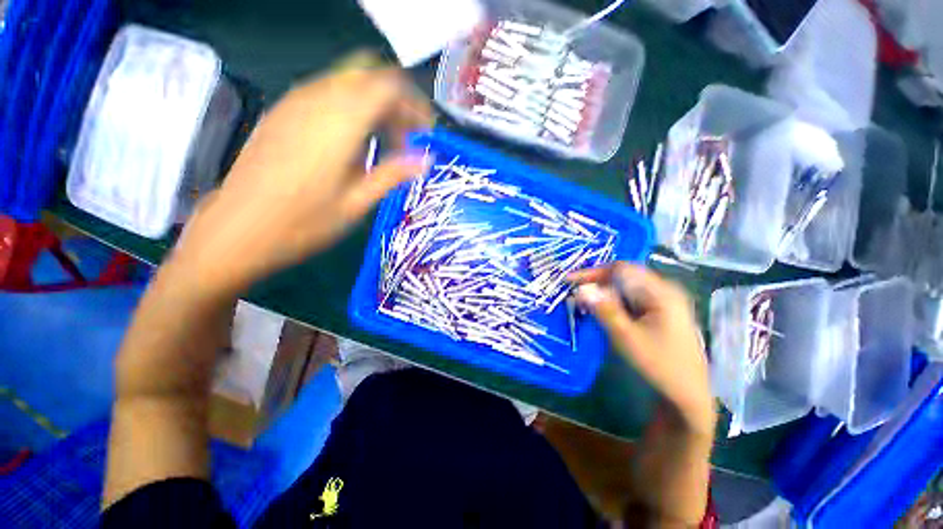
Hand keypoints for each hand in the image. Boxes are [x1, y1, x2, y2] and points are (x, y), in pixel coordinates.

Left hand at [171, 57, 433, 295]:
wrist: (236, 230)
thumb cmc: (303, 223)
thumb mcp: (357, 203)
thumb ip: (393, 174)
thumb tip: (426, 161)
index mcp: (340, 121)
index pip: (388, 85)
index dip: (414, 104)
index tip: (424, 133)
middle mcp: (317, 99)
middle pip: (369, 76)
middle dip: (396, 103)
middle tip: (406, 139)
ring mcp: (294, 102)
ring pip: (348, 82)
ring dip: (374, 106)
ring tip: (384, 144)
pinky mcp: (282, 112)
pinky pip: (327, 93)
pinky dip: (351, 109)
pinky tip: (353, 142)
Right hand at [569, 263, 714, 437]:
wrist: (688, 395)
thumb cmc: (660, 365)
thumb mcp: (626, 337)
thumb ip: (603, 310)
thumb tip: (581, 289)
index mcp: (661, 292)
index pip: (621, 269)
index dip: (594, 272)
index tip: (570, 281)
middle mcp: (664, 291)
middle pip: (623, 277)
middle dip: (596, 283)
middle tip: (574, 294)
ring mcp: (663, 302)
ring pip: (625, 289)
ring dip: (603, 294)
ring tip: (583, 304)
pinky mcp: (659, 313)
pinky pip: (631, 300)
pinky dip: (613, 303)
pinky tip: (602, 312)